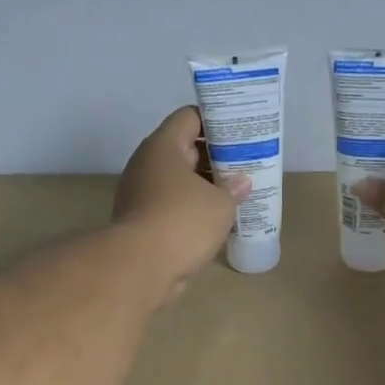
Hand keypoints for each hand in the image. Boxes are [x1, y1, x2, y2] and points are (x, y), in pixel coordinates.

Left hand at [114, 106, 249, 300]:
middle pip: (184, 148)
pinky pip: (171, 204)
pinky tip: (216, 219)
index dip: (216, 120)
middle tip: (245, 164)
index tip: (240, 132)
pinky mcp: (141, 220)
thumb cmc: (182, 221)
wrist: (139, 267)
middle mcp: (147, 164)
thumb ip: (233, 188)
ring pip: (178, 180)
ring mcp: (140, 193)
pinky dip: (191, 208)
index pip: (189, 117)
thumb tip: (240, 182)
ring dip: (204, 186)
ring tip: (236, 192)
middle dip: (214, 156)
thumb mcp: (220, 203)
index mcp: (163, 146)